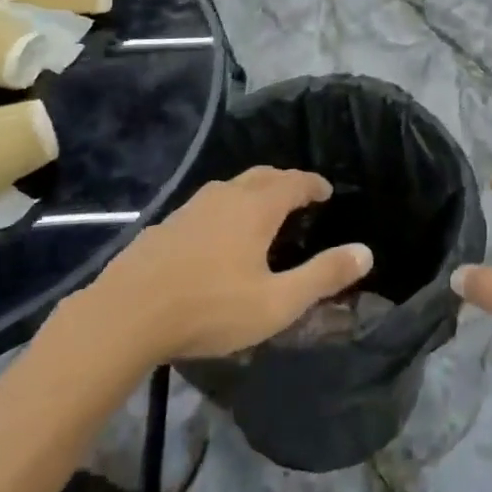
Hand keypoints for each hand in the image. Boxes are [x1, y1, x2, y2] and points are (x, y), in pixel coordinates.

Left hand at [81, 167, 372, 364]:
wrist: (125, 316)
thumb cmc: (210, 308)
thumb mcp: (276, 302)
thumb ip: (323, 276)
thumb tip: (366, 252)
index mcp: (257, 207)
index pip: (294, 182)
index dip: (313, 184)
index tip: (326, 191)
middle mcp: (226, 196)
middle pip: (263, 175)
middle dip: (285, 181)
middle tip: (299, 196)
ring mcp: (191, 208)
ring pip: (231, 187)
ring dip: (253, 192)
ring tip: (261, 213)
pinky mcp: (165, 226)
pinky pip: (207, 206)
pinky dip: (225, 209)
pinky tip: (216, 236)